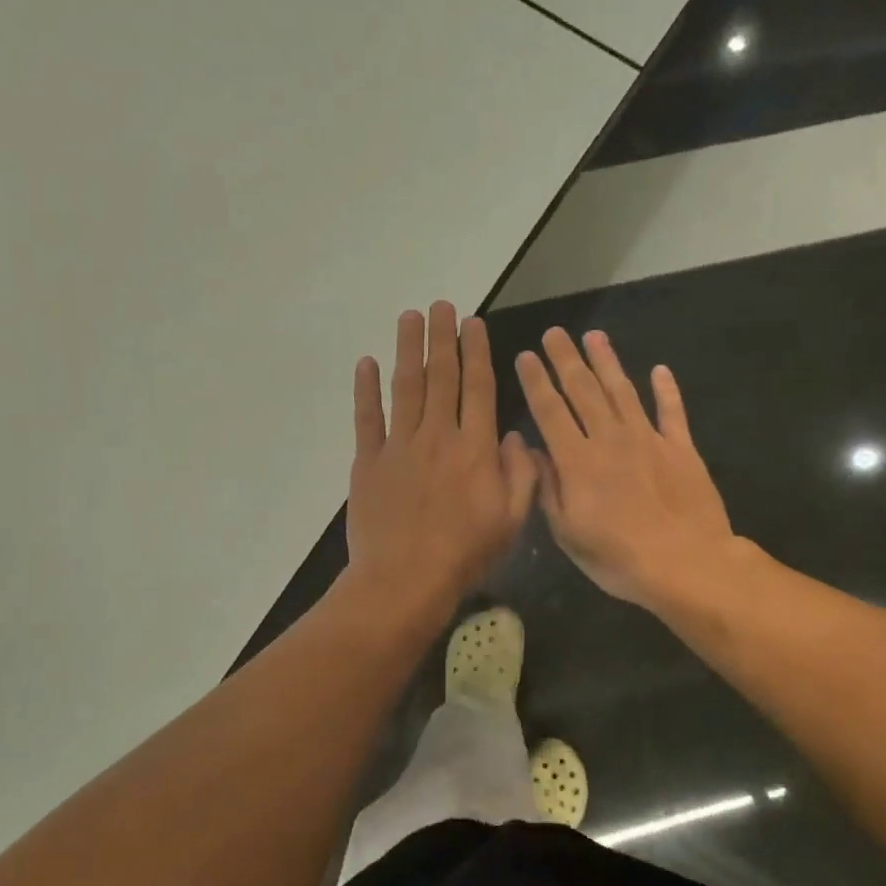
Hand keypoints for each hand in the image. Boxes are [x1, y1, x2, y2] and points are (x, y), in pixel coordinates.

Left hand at [345, 303, 536, 617]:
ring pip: (406, 387)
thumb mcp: (512, 520)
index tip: (473, 323)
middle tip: (441, 305)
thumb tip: (513, 435)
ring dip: (408, 349)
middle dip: (442, 338)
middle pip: (441, 377)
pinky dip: (366, 389)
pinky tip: (367, 363)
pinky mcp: (368, 462)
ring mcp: (399, 446)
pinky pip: (367, 418)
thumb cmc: (465, 555)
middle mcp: (438, 436)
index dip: (476, 352)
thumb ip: (520, 473)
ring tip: (410, 317)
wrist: (404, 581)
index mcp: (475, 448)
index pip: (478, 388)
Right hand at [515, 328, 735, 613]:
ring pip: (623, 391)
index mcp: (577, 461)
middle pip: (584, 391)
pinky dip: (666, 389)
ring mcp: (649, 440)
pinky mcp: (681, 449)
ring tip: (594, 337)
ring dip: (607, 362)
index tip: (526, 356)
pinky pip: (672, 412)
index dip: (536, 382)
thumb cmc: (617, 558)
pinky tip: (659, 370)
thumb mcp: (568, 533)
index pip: (550, 411)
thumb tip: (533, 451)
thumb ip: (549, 488)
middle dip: (566, 360)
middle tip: (554, 332)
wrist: (686, 564)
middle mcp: (610, 439)